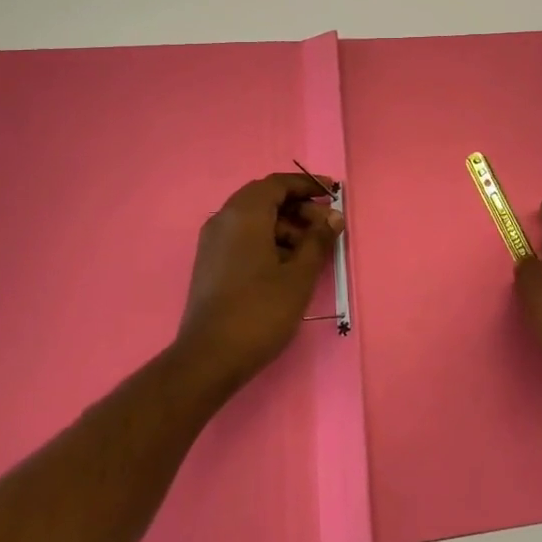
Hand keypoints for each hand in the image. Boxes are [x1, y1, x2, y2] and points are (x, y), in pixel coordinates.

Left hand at [175, 173, 343, 393]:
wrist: (209, 358)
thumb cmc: (260, 311)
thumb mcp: (299, 275)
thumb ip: (318, 240)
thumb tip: (333, 217)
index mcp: (244, 214)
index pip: (278, 184)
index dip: (308, 184)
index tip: (333, 193)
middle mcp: (223, 219)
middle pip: (265, 199)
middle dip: (299, 207)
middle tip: (327, 226)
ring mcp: (213, 242)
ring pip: (254, 219)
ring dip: (285, 226)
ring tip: (312, 250)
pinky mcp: (210, 263)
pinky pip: (243, 237)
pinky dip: (268, 240)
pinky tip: (288, 264)